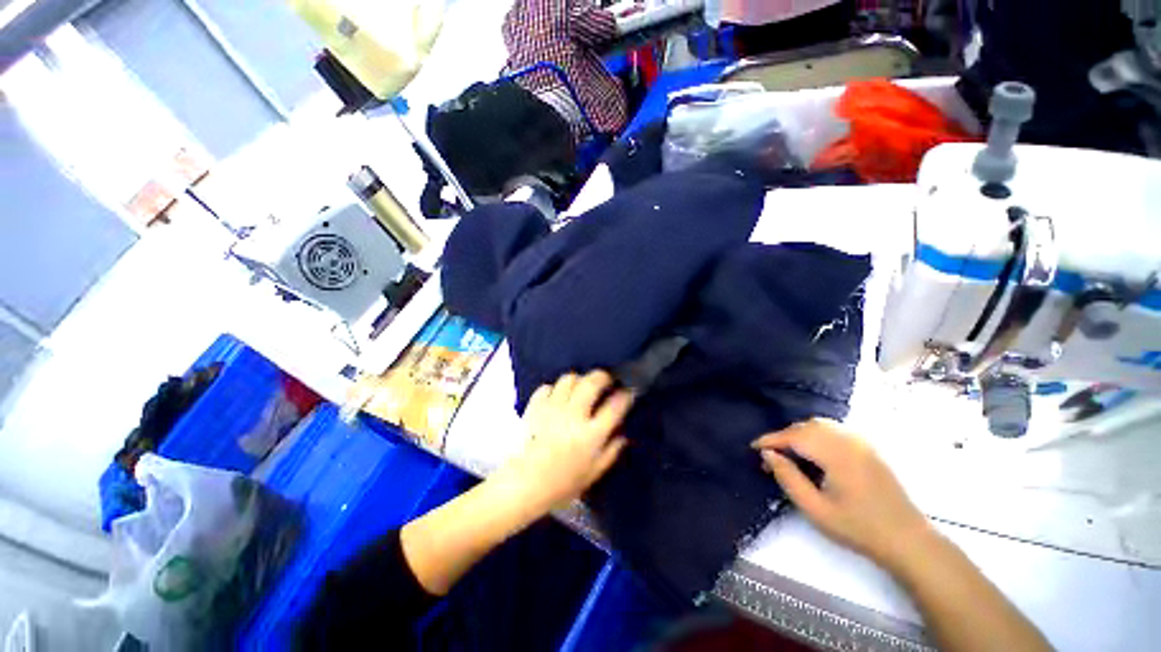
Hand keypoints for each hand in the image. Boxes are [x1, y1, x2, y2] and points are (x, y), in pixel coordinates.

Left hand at [505, 371, 632, 510]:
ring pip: (569, 379)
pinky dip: (555, 389)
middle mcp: (574, 415)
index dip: (625, 395)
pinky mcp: (535, 406)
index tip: (628, 391)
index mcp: (591, 434)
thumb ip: (611, 452)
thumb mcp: (593, 474)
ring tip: (581, 387)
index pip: (614, 406)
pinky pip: (548, 387)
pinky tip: (558, 397)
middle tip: (606, 380)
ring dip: (579, 380)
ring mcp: (553, 408)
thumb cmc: (561, 484)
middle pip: (592, 383)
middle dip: (603, 376)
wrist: (523, 484)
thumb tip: (623, 435)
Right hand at [752, 419, 930, 569]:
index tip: (753, 447)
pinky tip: (813, 453)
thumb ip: (788, 478)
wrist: (907, 540)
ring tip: (789, 454)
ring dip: (799, 434)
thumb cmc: (858, 528)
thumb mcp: (815, 509)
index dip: (771, 439)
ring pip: (821, 425)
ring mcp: (862, 442)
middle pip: (807, 426)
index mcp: (836, 454)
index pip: (794, 436)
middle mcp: (849, 440)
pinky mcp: (868, 448)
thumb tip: (769, 454)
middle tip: (771, 457)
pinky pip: (834, 431)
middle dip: (784, 437)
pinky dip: (816, 435)